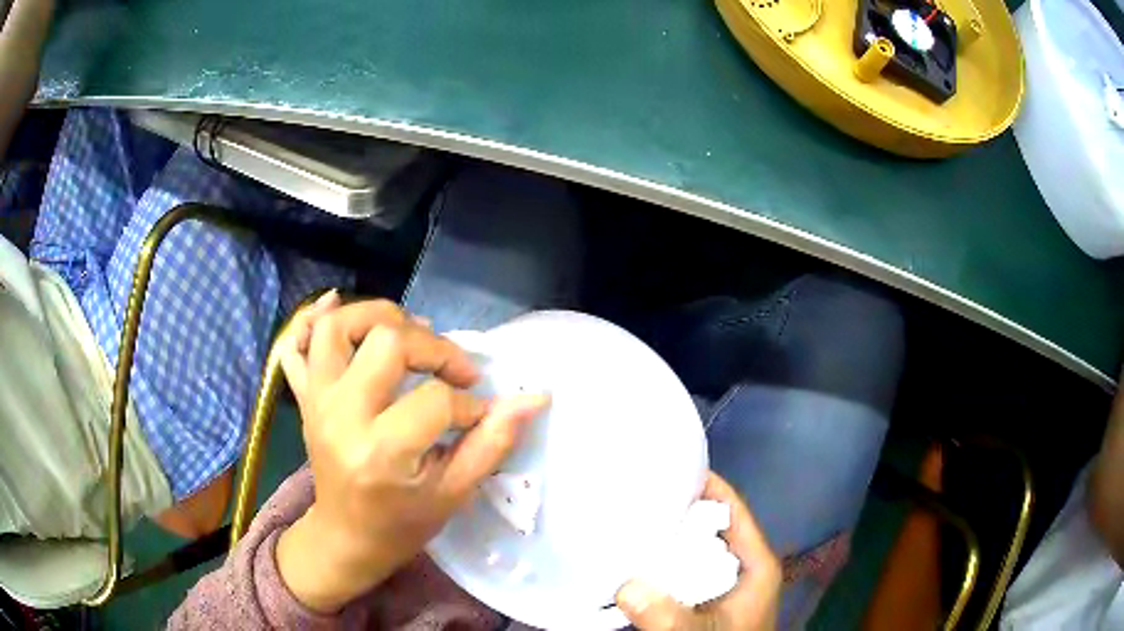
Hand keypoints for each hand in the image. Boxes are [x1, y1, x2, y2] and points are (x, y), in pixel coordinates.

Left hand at [275, 294, 548, 612]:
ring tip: (408, 334)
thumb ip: (492, 443)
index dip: (470, 403)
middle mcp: (342, 416)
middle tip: (453, 369)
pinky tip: (336, 306)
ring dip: (378, 317)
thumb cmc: (403, 522)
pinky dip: (310, 319)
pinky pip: (294, 345)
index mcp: (382, 451)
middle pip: (387, 342)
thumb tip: (534, 398)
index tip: (478, 415)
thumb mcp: (454, 492)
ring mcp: (317, 402)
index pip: (436, 399)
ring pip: (337, 327)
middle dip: (433, 347)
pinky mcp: (305, 397)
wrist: (347, 536)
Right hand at [617, 472, 781, 630]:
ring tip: (629, 519)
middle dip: (678, 511)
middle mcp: (741, 568)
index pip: (733, 511)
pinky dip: (663, 563)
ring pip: (695, 550)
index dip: (708, 485)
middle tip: (637, 492)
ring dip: (667, 538)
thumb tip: (625, 586)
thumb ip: (669, 616)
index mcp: (755, 564)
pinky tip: (635, 560)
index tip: (670, 465)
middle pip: (711, 528)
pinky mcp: (705, 600)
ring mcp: (723, 585)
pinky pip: (684, 572)